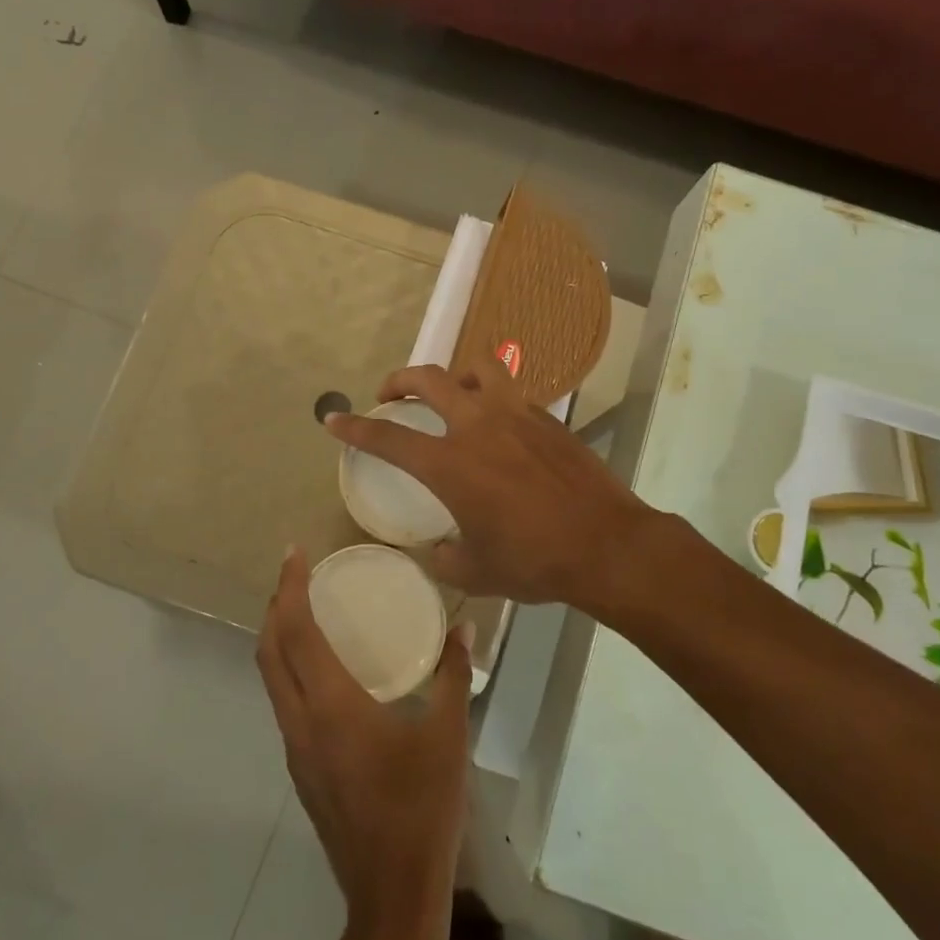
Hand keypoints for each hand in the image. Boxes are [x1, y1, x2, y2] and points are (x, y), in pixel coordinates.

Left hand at [257, 547, 472, 927]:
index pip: (296, 632)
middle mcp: (302, 723)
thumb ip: (453, 673)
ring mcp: (296, 750)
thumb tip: (464, 625)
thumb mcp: (448, 735)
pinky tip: (322, 668)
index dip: (290, 588)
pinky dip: (290, 668)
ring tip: (305, 609)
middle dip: (276, 606)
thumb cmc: (422, 809)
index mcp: (332, 707)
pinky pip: (284, 703)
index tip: (294, 552)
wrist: (393, 897)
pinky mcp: (303, 770)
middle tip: (297, 574)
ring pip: (271, 679)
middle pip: (269, 652)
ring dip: (278, 638)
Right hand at [324, 359, 658, 608]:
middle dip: (399, 380)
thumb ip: (447, 557)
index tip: (333, 419)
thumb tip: (438, 549)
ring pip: (479, 368)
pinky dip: (494, 398)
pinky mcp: (547, 418)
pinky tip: (499, 427)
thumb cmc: (535, 561)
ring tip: (451, 393)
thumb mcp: (478, 571)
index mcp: (450, 464)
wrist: (606, 545)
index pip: (388, 438)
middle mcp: (478, 426)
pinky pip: (512, 393)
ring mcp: (516, 415)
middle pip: (429, 380)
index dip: (355, 428)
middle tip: (388, 393)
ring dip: (455, 374)